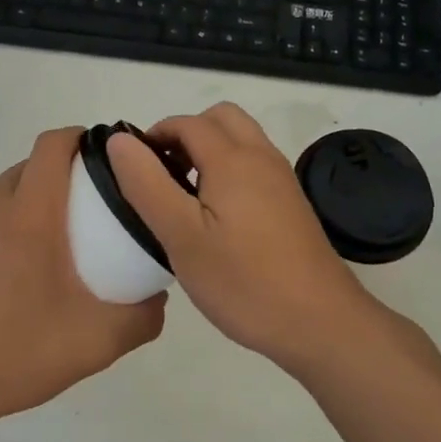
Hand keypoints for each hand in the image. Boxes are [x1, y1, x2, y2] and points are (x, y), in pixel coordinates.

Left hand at [0, 127, 165, 431]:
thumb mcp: (98, 341)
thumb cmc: (19, 351)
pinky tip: (6, 276)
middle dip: (60, 176)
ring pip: (1, 195)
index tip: (104, 158)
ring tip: (47, 250)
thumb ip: (143, 316)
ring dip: (27, 205)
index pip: (53, 145)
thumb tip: (158, 298)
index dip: (80, 139)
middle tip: (87, 215)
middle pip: (29, 167)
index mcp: (29, 213)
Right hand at [107, 103, 380, 374]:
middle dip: (186, 134)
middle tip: (163, 176)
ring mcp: (282, 180)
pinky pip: (255, 166)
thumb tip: (120, 140)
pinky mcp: (292, 204)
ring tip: (185, 198)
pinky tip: (217, 218)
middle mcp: (262, 157)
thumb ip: (147, 184)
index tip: (134, 170)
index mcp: (233, 159)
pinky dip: (230, 171)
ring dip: (209, 151)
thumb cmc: (243, 281)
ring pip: (241, 141)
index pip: (187, 123)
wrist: (320, 322)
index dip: (155, 135)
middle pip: (221, 119)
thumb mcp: (180, 236)